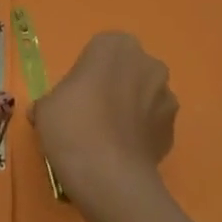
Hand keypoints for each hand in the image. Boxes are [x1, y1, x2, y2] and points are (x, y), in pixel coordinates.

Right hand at [31, 32, 178, 209]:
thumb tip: (51, 111)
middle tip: (91, 115)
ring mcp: (166, 95)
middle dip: (114, 86)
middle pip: (127, 70)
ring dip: (131, 109)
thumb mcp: (46, 107)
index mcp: (115, 46)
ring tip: (108, 139)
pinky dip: (141, 133)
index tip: (74, 96)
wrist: (109, 176)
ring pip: (144, 96)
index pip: (100, 50)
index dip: (86, 72)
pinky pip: (153, 124)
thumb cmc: (73, 126)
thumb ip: (53, 99)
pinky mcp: (175, 128)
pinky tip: (122, 153)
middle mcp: (147, 63)